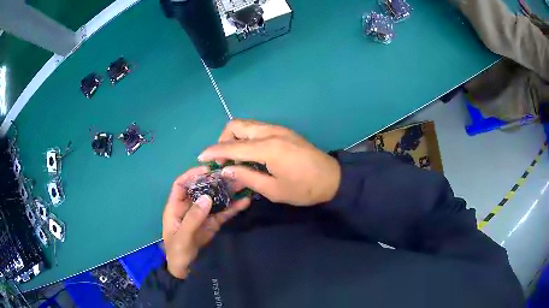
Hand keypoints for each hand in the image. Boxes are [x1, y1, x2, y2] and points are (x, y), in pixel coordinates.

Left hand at [162, 166, 250, 278]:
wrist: (185, 270)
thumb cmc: (177, 252)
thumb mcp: (182, 237)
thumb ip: (193, 218)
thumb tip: (207, 197)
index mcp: (176, 207)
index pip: (181, 185)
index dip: (191, 175)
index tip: (207, 170)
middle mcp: (189, 208)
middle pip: (201, 190)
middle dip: (215, 182)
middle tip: (231, 174)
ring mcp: (202, 215)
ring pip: (215, 200)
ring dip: (227, 192)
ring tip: (242, 184)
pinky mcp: (213, 224)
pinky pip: (223, 213)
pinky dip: (233, 208)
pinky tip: (244, 202)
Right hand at [199, 119, 340, 205]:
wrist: (332, 178)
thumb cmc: (304, 189)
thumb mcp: (273, 190)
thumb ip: (247, 177)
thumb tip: (226, 170)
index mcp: (267, 147)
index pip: (232, 146)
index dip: (214, 151)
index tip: (201, 157)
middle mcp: (270, 132)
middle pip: (236, 125)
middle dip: (223, 140)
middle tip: (223, 160)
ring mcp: (278, 129)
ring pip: (246, 125)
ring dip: (235, 138)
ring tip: (235, 158)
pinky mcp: (283, 131)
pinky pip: (257, 129)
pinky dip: (247, 138)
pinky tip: (250, 154)